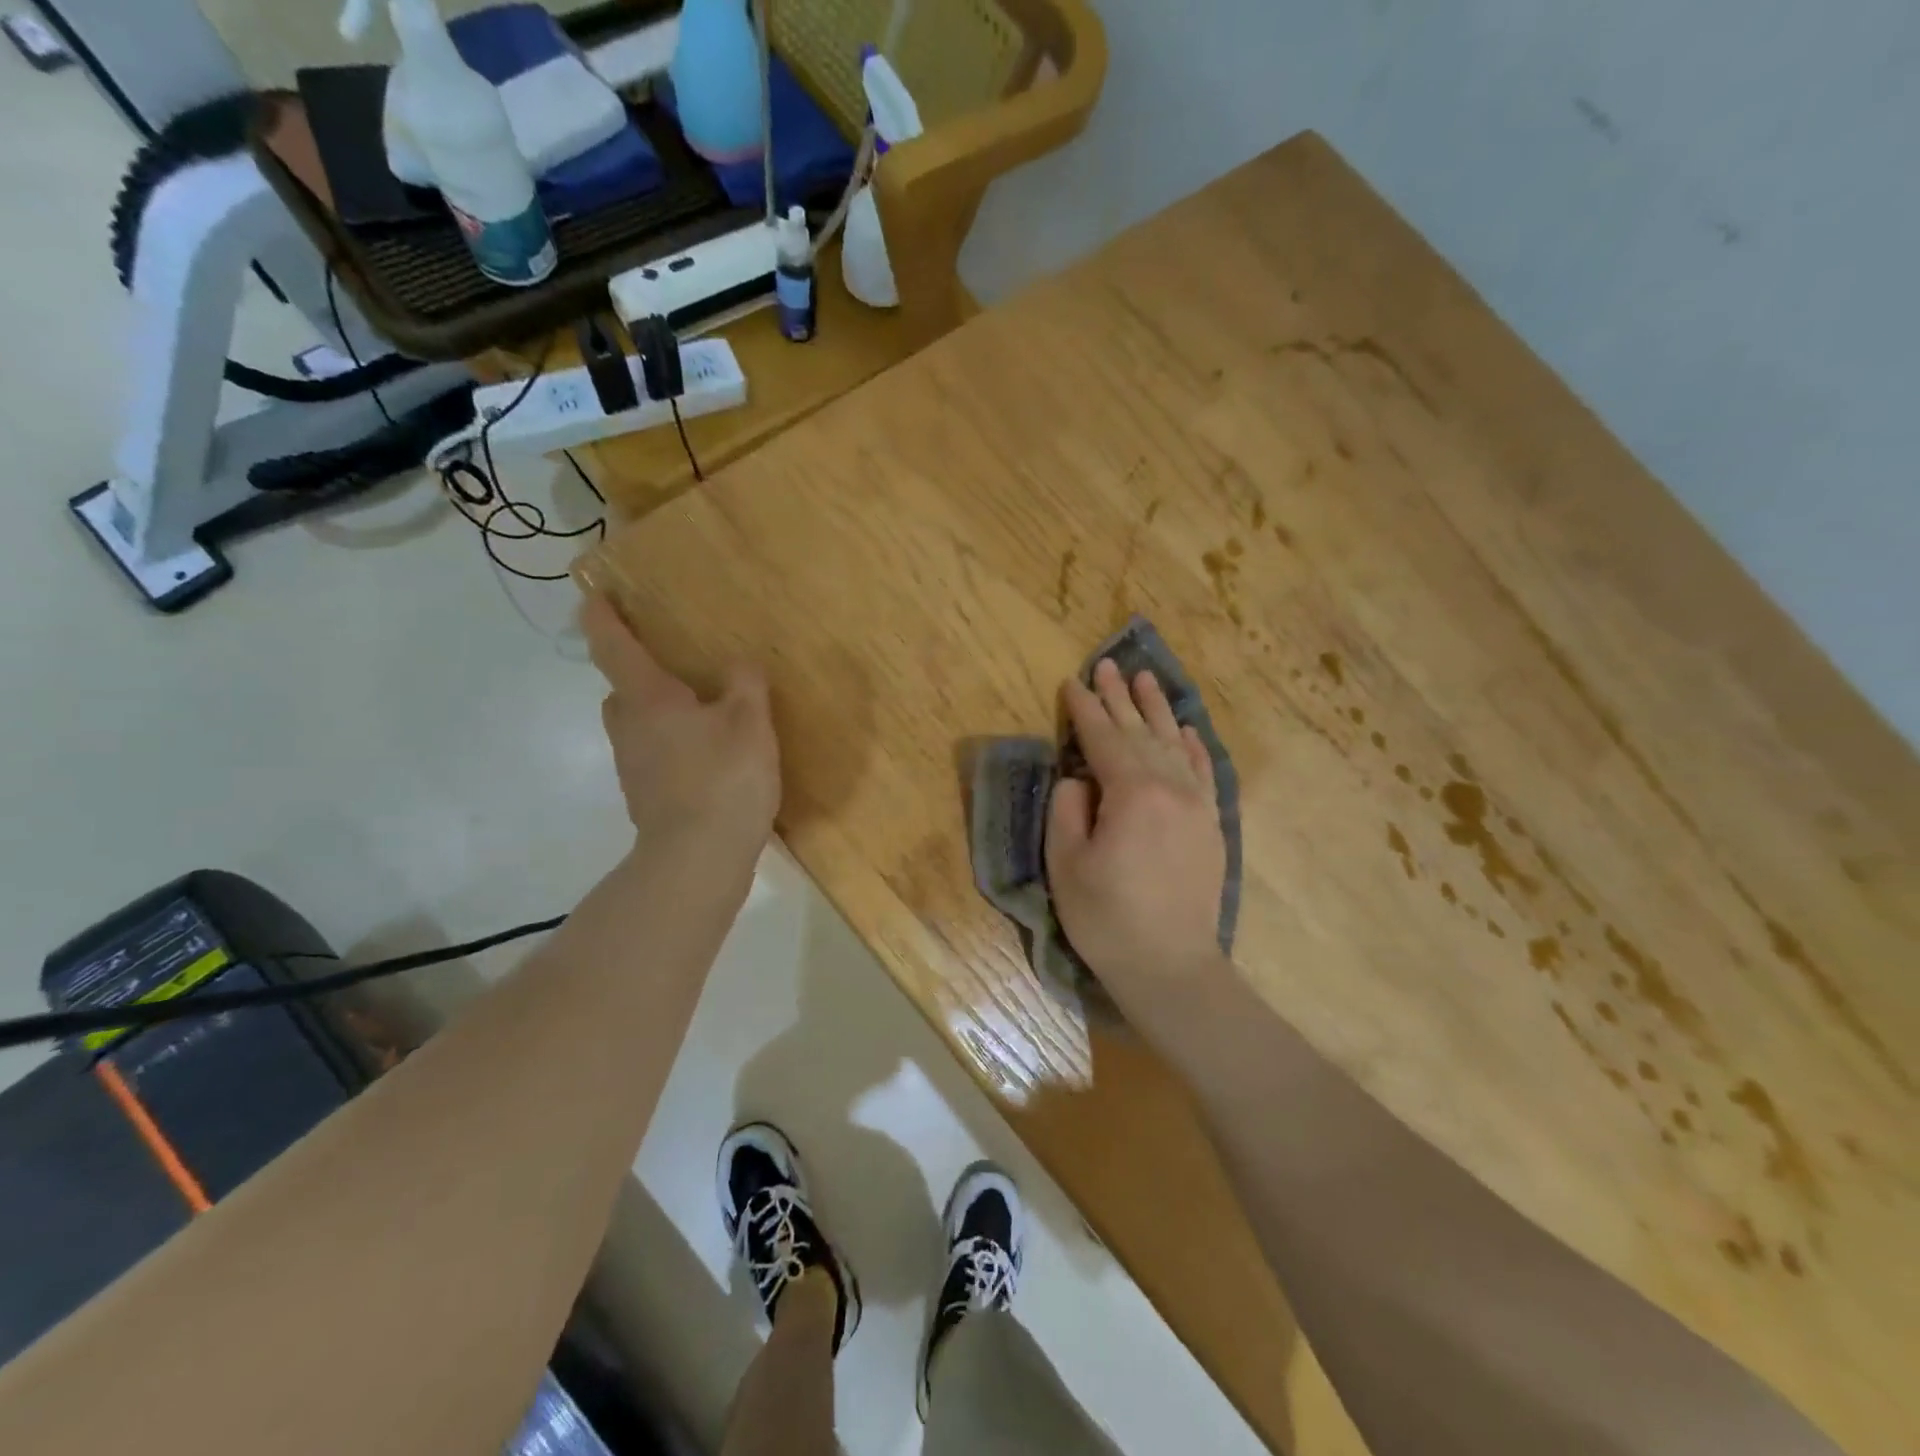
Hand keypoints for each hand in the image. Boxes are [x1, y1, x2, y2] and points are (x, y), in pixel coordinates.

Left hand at [581, 592, 779, 850]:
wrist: (698, 858)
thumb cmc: (723, 779)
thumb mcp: (750, 722)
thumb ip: (745, 684)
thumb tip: (738, 664)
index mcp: (648, 700)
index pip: (614, 647)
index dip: (603, 617)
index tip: (594, 594)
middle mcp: (630, 729)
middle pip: (621, 692)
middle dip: (639, 676)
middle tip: (675, 669)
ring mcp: (633, 768)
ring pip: (637, 727)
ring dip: (658, 714)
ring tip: (702, 716)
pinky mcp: (646, 798)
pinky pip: (653, 756)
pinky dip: (672, 747)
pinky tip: (708, 759)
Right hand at [1047, 659, 1230, 1014]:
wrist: (1171, 966)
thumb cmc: (1107, 918)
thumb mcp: (1066, 864)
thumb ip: (1068, 809)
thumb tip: (1080, 778)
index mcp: (1132, 792)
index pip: (1102, 738)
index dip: (1085, 709)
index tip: (1072, 682)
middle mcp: (1170, 787)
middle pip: (1140, 731)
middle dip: (1119, 697)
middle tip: (1107, 664)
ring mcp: (1196, 804)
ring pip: (1174, 744)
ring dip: (1157, 710)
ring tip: (1145, 678)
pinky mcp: (1210, 824)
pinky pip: (1204, 771)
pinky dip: (1192, 746)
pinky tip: (1186, 730)